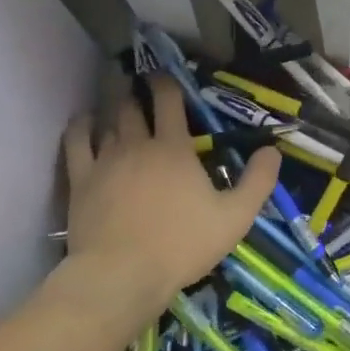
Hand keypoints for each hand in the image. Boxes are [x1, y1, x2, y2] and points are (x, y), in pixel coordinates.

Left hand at [62, 76, 279, 315]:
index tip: (164, 76)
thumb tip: (273, 150)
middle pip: (133, 107)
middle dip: (137, 94)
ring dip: (114, 109)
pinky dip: (81, 126)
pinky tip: (85, 122)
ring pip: (108, 121)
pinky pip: (77, 142)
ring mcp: (105, 160)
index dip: (166, 83)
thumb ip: (258, 182)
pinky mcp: (81, 180)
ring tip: (118, 105)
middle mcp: (137, 144)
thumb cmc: (183, 245)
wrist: (123, 274)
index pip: (169, 101)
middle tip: (140, 90)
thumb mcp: (235, 218)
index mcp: (174, 148)